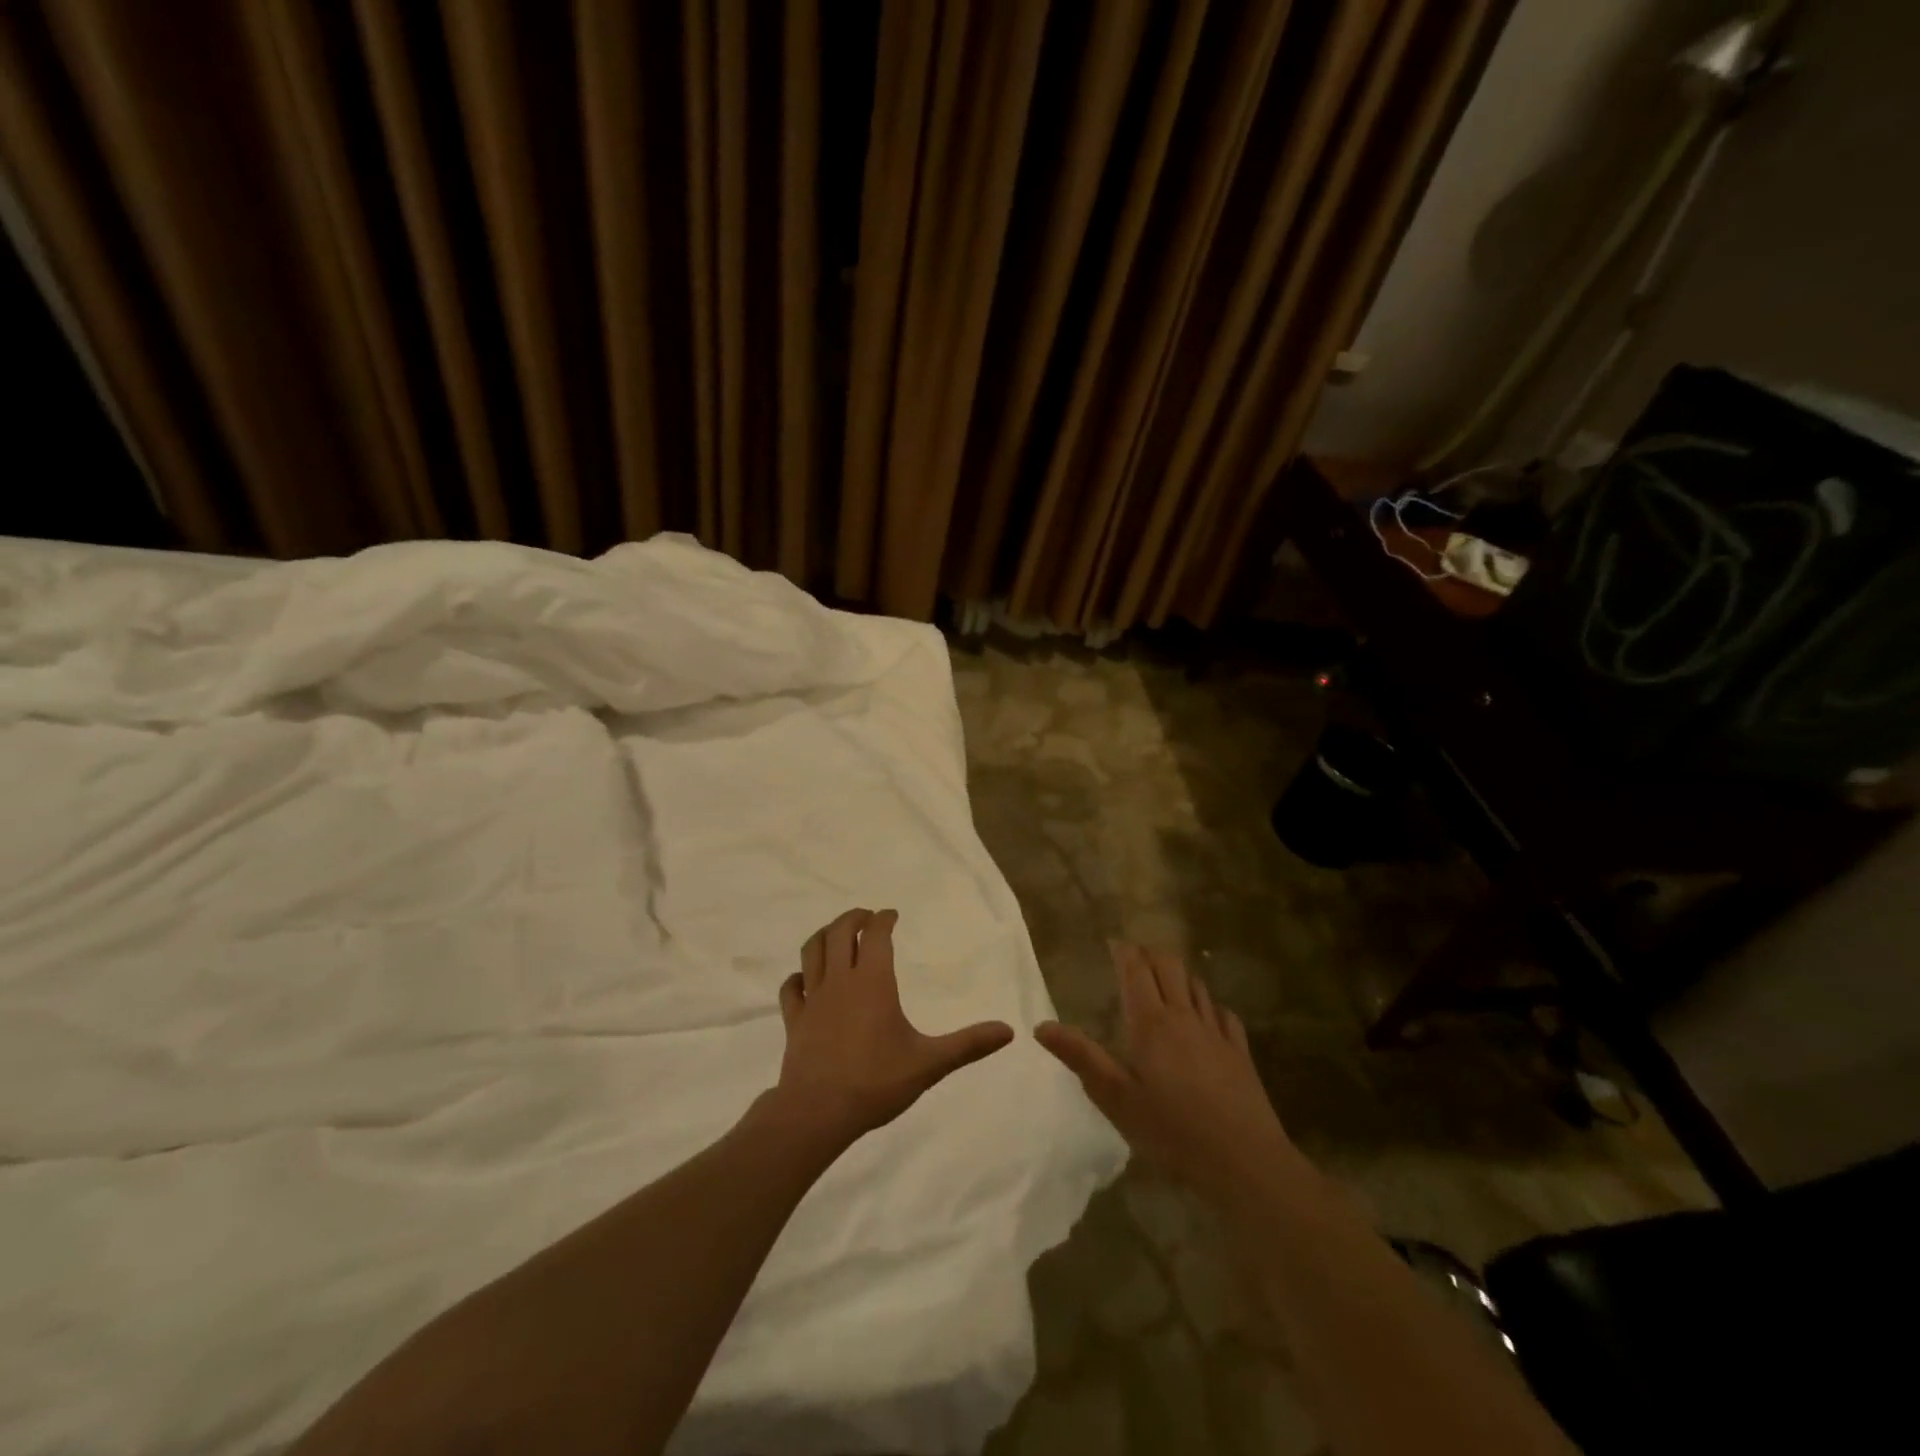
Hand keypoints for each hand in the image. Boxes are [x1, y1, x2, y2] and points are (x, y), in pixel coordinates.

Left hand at [772, 908, 1013, 1144]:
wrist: (817, 1112)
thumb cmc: (875, 1082)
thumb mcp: (929, 1064)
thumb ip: (968, 1045)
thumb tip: (1009, 1031)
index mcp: (873, 982)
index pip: (877, 935)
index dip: (884, 920)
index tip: (892, 914)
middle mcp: (840, 980)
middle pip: (840, 932)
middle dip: (853, 917)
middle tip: (866, 917)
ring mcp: (813, 999)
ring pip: (812, 951)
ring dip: (824, 935)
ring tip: (836, 934)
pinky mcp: (794, 1020)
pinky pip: (791, 988)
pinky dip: (798, 976)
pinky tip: (804, 980)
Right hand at [1035, 942, 1299, 1202]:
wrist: (1245, 1161)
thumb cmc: (1172, 1130)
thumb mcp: (1116, 1098)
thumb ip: (1081, 1057)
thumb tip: (1041, 1026)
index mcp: (1151, 1023)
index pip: (1136, 970)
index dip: (1124, 952)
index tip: (1113, 943)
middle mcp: (1184, 1016)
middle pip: (1169, 966)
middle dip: (1150, 954)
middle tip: (1134, 956)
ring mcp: (1216, 1032)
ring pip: (1196, 985)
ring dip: (1178, 974)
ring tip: (1165, 978)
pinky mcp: (1240, 1052)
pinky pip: (1223, 1014)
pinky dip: (1209, 1004)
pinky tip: (1207, 1016)